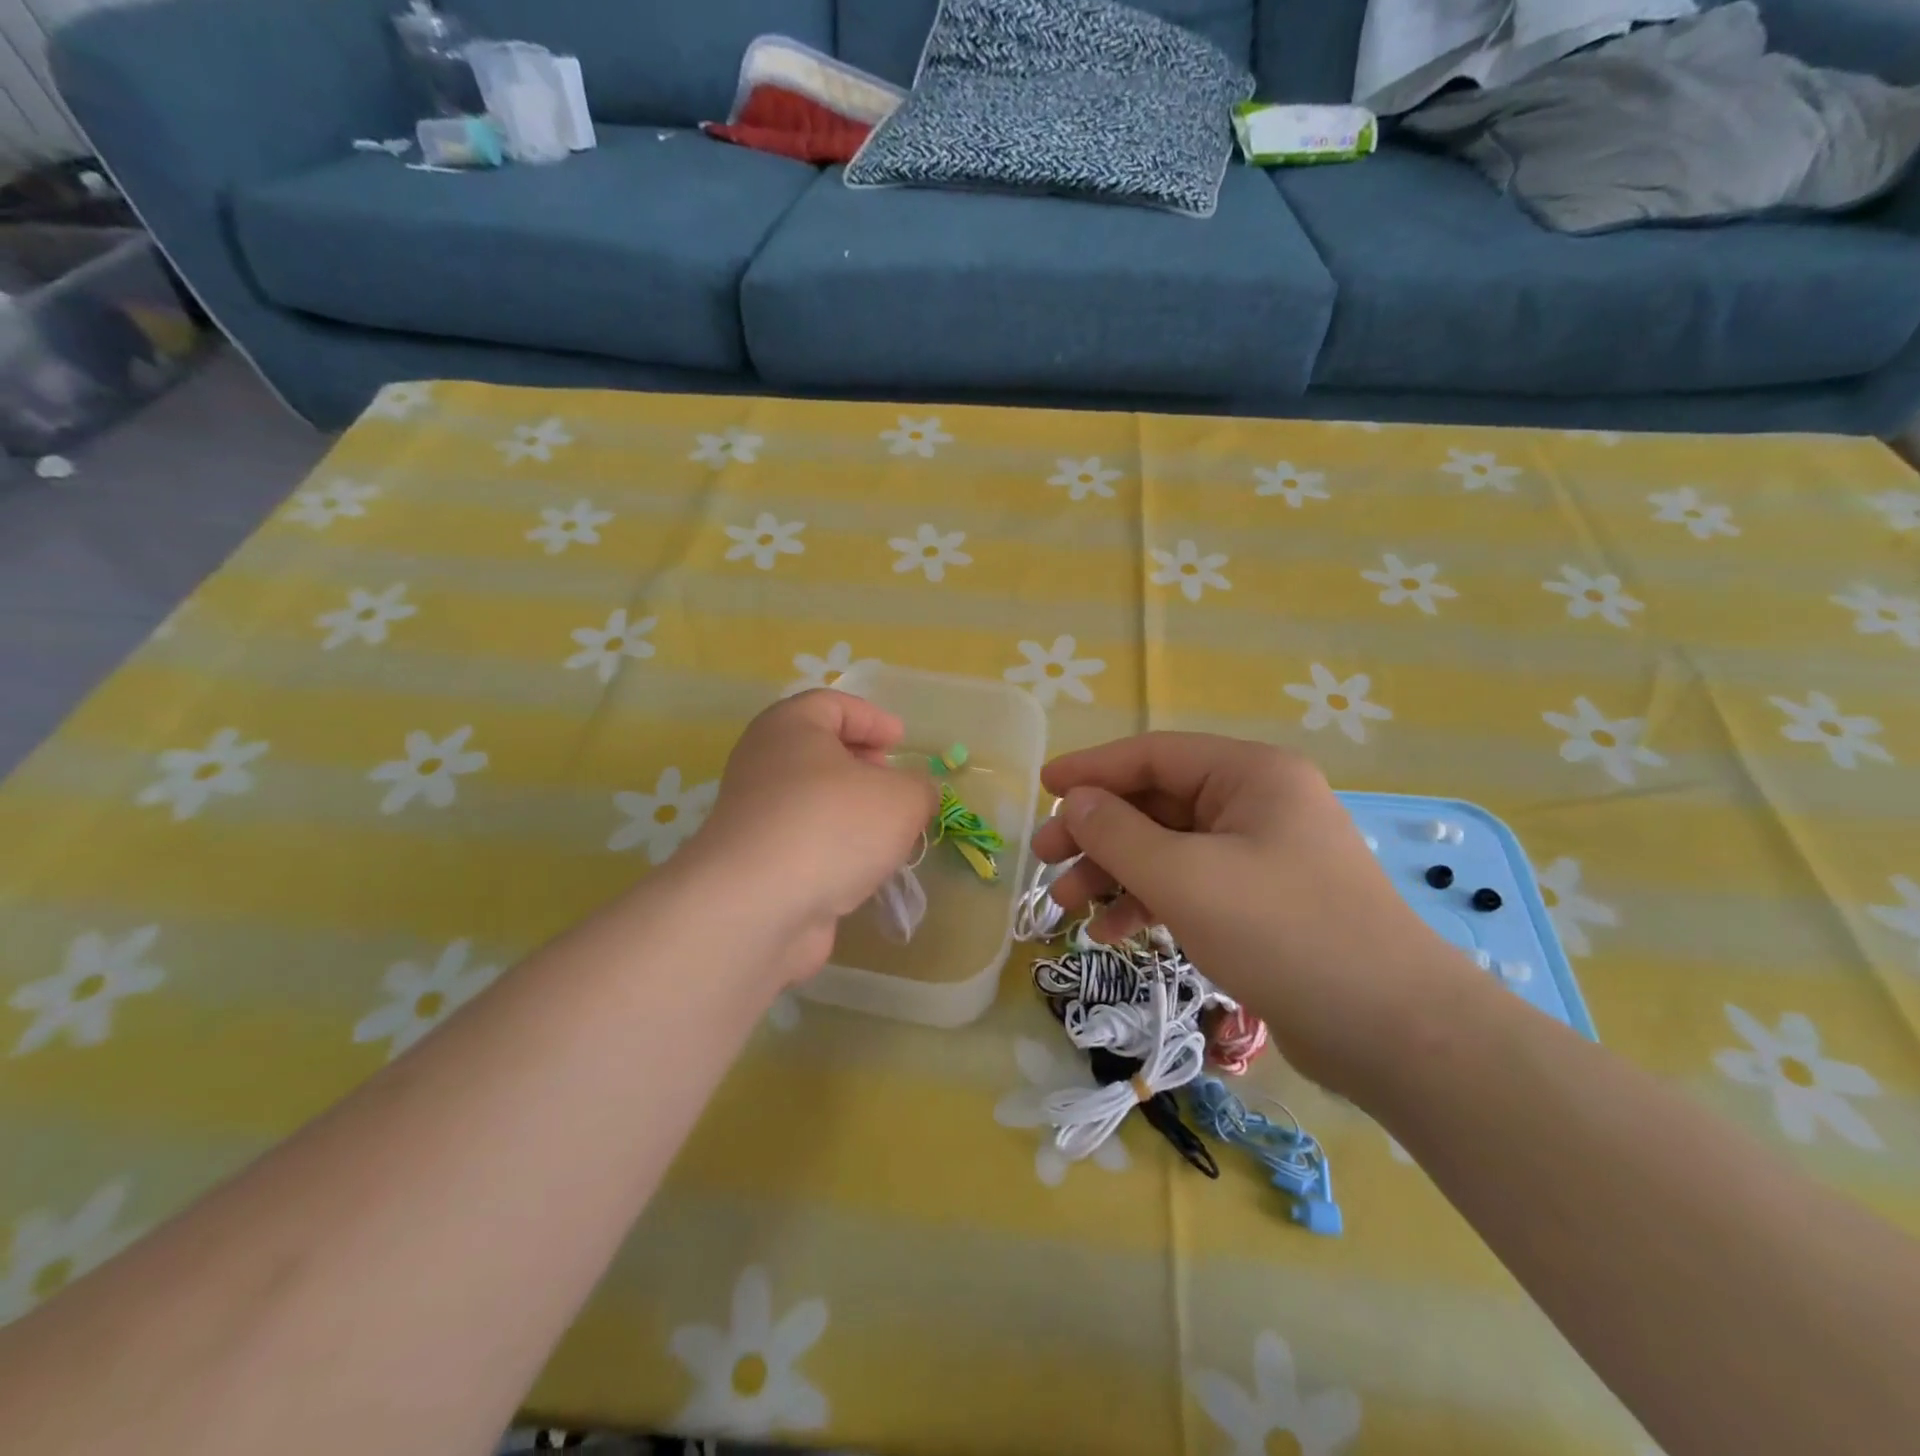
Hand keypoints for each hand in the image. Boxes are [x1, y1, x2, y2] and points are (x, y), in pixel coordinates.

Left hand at [683, 691, 936, 984]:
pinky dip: (833, 848)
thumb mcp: (902, 798)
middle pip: (819, 752)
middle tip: (894, 785)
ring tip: (888, 834)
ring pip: (812, 800)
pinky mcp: (755, 862)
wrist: (757, 907)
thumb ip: (920, 789)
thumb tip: (915, 796)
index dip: (872, 719)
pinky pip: (803, 841)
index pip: (832, 704)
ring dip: (851, 812)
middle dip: (863, 766)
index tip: (901, 742)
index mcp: (790, 727)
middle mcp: (763, 763)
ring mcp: (755, 815)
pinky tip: (862, 870)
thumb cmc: (833, 826)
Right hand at [1034, 733, 1482, 1095]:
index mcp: (1250, 775)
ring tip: (1067, 907)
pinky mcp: (1261, 902)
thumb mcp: (1184, 877)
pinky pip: (1190, 885)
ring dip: (1115, 873)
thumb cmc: (1283, 933)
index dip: (1091, 769)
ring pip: (1167, 848)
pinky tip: (1112, 932)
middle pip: (1156, 803)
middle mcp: (1257, 803)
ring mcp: (1261, 854)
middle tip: (1043, 859)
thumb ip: (1117, 833)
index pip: (1152, 755)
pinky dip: (1148, 902)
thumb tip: (1073, 801)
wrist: (1393, 1032)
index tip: (1042, 787)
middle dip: (1096, 832)